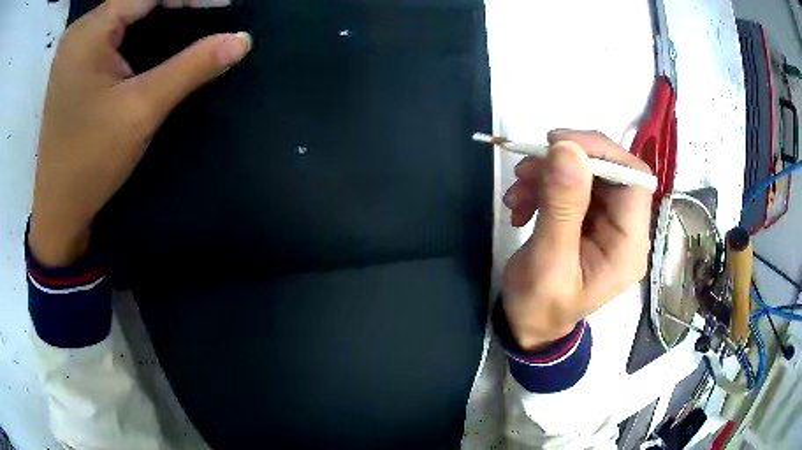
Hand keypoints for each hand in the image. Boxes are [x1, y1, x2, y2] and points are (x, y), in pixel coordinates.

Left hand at [29, 0, 251, 266]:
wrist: (58, 209)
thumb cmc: (90, 162)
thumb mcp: (141, 111)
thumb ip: (191, 67)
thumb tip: (242, 40)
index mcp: (89, 32)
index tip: (226, 3)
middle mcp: (81, 30)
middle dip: (177, 2)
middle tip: (213, 9)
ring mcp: (76, 46)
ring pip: (127, 10)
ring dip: (162, 10)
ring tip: (195, 14)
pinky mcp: (77, 62)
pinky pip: (116, 28)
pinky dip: (143, 25)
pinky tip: (161, 31)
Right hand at [501, 130, 652, 350]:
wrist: (528, 325)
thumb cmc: (539, 306)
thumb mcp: (548, 261)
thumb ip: (562, 206)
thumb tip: (567, 148)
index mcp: (629, 246)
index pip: (634, 180)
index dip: (602, 152)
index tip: (558, 143)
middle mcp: (626, 230)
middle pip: (610, 172)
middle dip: (565, 163)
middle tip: (524, 169)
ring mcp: (608, 223)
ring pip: (587, 175)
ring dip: (548, 174)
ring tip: (515, 194)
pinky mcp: (589, 220)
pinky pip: (571, 186)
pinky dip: (543, 186)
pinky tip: (520, 205)